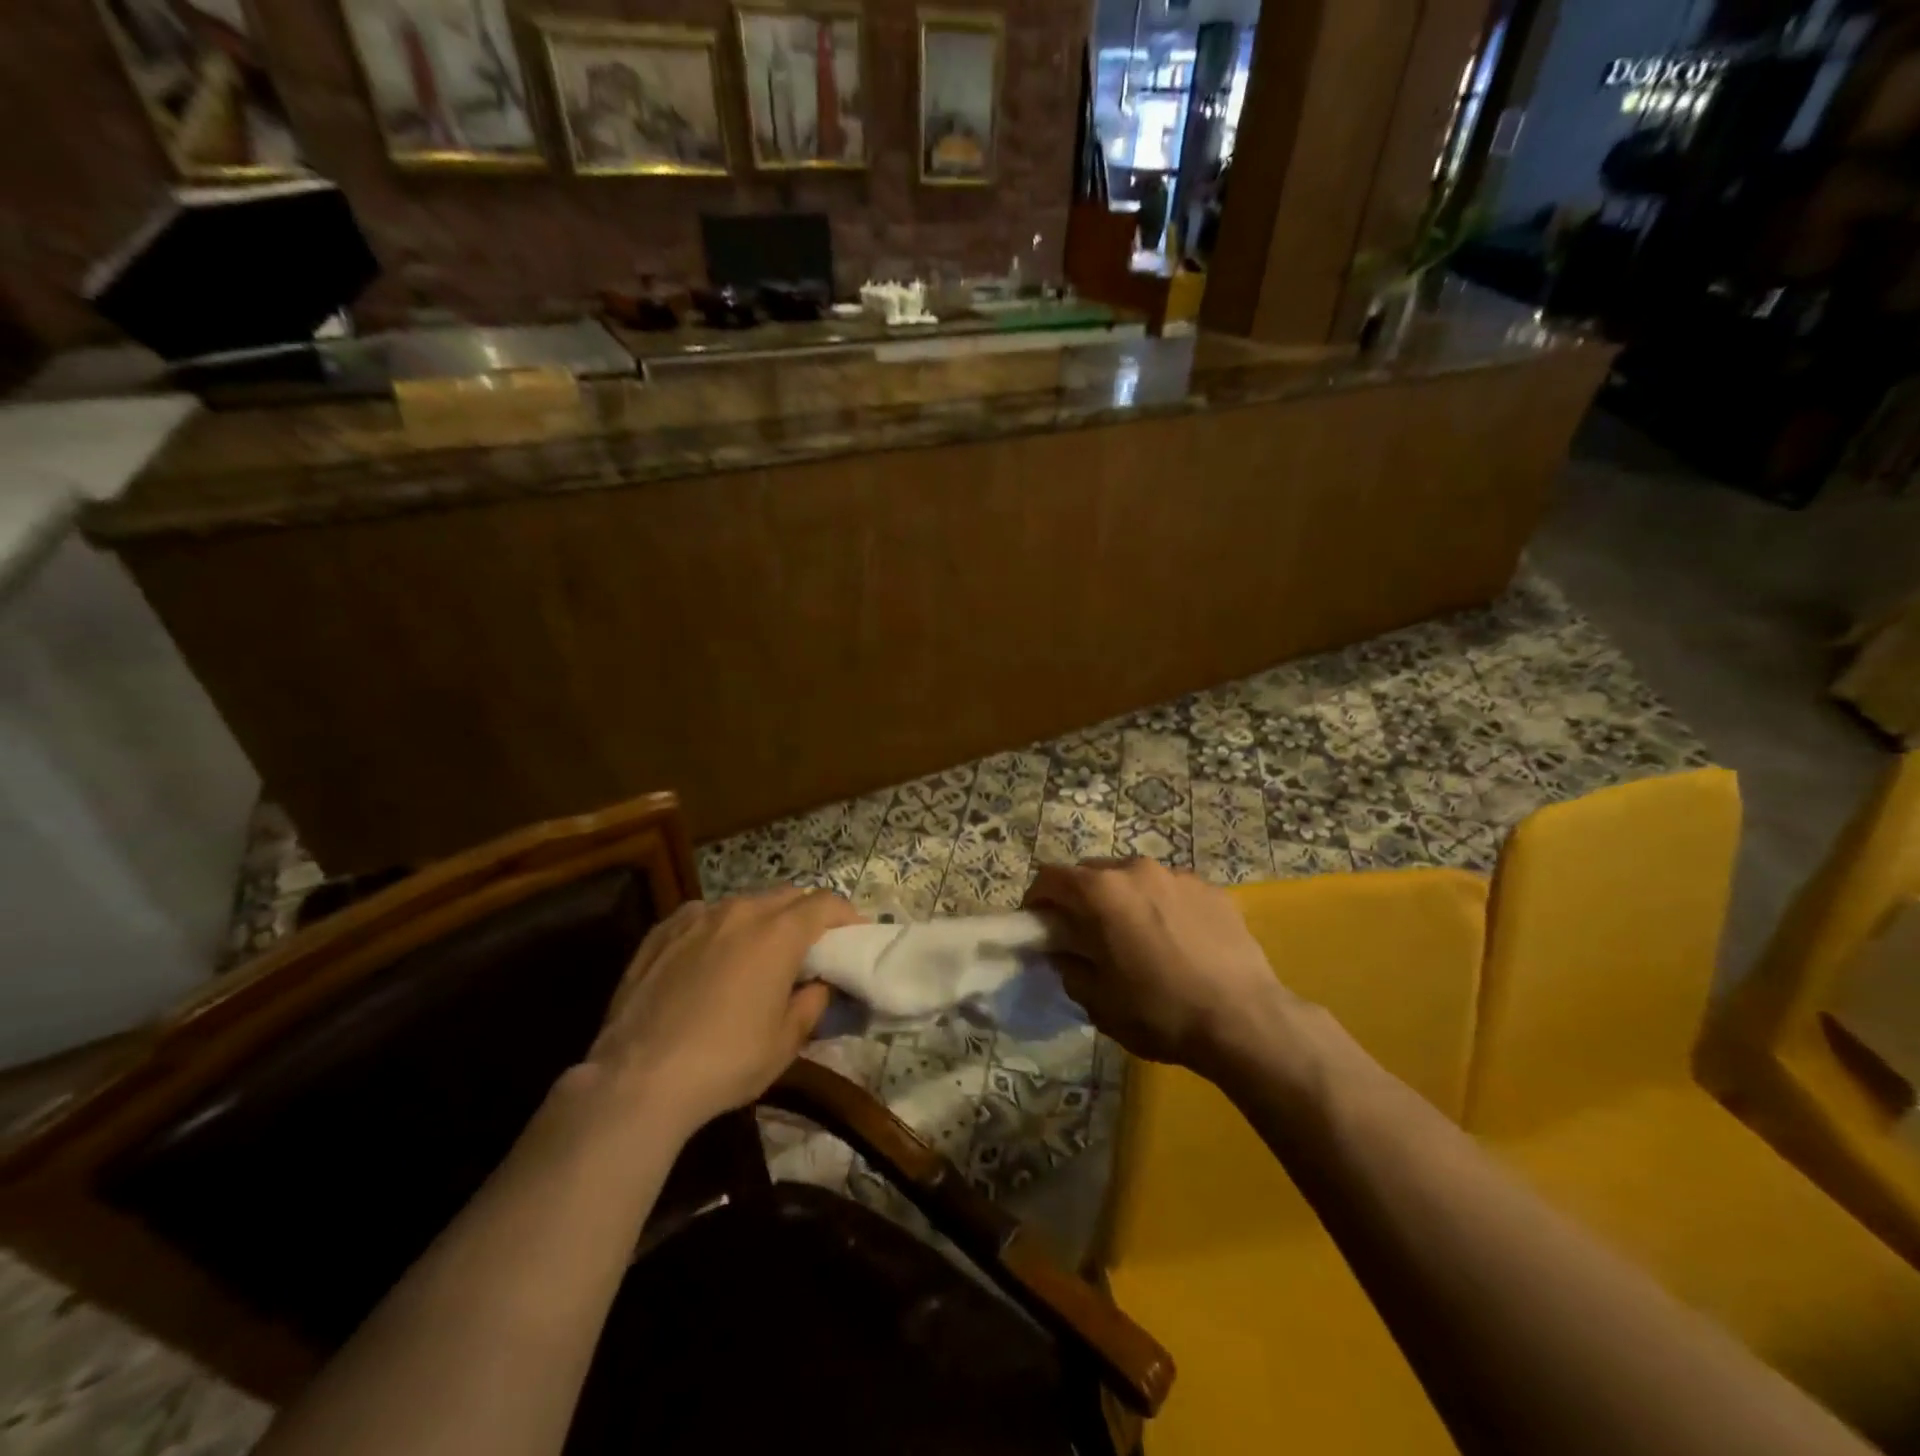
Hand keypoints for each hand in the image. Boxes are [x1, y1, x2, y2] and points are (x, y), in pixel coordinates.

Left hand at [582, 889, 863, 1136]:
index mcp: (778, 933)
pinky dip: (719, 928)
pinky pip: (704, 916)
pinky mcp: (662, 931)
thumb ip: (812, 1003)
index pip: (825, 903)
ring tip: (756, 955)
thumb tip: (818, 984)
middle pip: (786, 896)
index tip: (850, 937)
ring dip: (761, 921)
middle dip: (805, 914)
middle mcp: (740, 912)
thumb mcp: (785, 1042)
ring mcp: (697, 916)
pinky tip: (710, 959)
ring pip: (743, 904)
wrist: (637, 1079)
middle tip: (808, 949)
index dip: (844, 915)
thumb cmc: (725, 1062)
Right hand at [1025, 858, 1295, 1073]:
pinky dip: (1160, 906)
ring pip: (1133, 878)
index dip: (1037, 899)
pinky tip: (1175, 942)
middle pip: (1092, 872)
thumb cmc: (1159, 1012)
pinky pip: (1170, 890)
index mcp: (1101, 892)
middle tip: (1084, 934)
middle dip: (1080, 898)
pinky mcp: (1211, 889)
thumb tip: (1063, 952)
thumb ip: (1069, 966)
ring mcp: (1177, 876)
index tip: (1038, 925)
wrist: (1244, 1020)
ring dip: (1122, 900)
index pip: (1050, 877)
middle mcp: (1136, 870)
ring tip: (1135, 937)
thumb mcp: (1097, 1001)